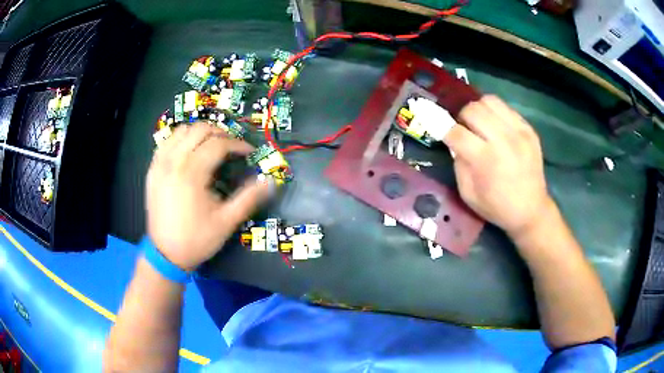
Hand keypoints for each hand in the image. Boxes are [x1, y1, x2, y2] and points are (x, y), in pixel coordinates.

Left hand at [146, 122, 269, 270]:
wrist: (165, 254)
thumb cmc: (197, 239)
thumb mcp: (227, 222)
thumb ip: (250, 198)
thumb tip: (271, 181)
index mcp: (192, 173)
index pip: (218, 144)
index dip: (238, 144)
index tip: (249, 152)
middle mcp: (174, 161)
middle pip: (200, 129)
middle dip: (220, 133)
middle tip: (232, 146)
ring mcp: (160, 164)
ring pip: (181, 131)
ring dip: (200, 132)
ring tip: (212, 145)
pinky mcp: (152, 169)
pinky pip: (167, 142)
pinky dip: (181, 139)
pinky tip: (189, 151)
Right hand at [443, 95, 553, 236]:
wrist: (531, 210)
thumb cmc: (497, 207)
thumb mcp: (468, 194)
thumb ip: (458, 164)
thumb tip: (454, 141)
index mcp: (485, 160)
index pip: (456, 132)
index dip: (442, 127)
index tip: (436, 125)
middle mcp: (503, 140)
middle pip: (472, 110)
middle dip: (461, 117)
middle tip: (464, 129)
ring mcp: (519, 132)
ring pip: (489, 101)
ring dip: (478, 110)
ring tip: (480, 124)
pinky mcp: (529, 129)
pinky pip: (505, 107)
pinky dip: (495, 113)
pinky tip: (496, 126)